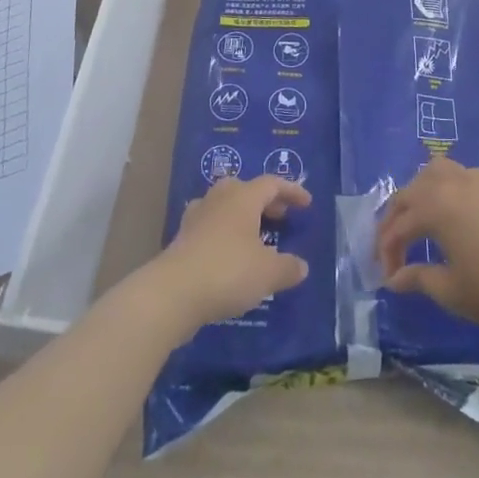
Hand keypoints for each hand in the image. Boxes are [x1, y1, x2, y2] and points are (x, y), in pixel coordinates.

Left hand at [149, 175, 311, 334]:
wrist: (172, 293)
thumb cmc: (227, 272)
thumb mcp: (268, 273)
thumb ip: (288, 267)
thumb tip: (301, 266)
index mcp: (243, 197)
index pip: (272, 184)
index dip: (291, 191)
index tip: (306, 204)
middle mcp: (219, 199)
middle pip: (245, 189)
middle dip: (264, 201)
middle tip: (279, 217)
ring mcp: (196, 217)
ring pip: (223, 206)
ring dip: (241, 216)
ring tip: (253, 236)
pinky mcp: (181, 239)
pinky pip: (209, 226)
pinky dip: (222, 234)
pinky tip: (227, 254)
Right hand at [375, 158, 478, 333]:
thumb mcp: (452, 291)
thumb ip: (419, 279)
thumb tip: (394, 278)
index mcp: (434, 207)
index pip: (398, 227)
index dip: (387, 252)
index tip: (388, 278)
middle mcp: (450, 184)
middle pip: (410, 193)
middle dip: (395, 220)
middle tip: (392, 250)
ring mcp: (474, 179)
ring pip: (433, 172)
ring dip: (417, 193)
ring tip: (416, 220)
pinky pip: (456, 174)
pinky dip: (442, 187)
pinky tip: (448, 211)